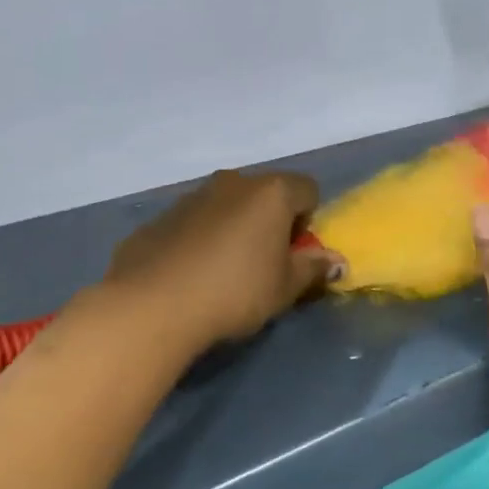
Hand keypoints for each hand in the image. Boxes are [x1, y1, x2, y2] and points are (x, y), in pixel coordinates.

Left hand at [97, 169, 342, 353]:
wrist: (152, 305)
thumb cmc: (235, 291)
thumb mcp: (285, 288)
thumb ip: (313, 269)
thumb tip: (336, 261)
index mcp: (271, 193)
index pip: (308, 190)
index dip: (308, 221)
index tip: (294, 254)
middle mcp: (233, 182)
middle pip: (266, 194)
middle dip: (271, 222)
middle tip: (264, 264)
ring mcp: (192, 196)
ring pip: (227, 206)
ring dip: (234, 229)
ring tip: (224, 273)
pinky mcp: (159, 217)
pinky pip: (194, 222)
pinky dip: (200, 240)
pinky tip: (191, 276)